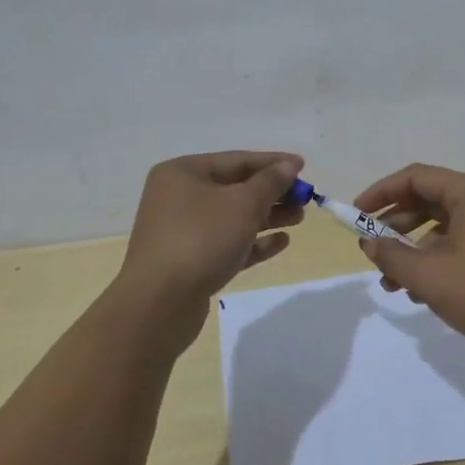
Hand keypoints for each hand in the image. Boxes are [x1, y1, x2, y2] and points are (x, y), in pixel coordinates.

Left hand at [115, 151, 304, 348]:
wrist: (160, 303)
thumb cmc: (202, 238)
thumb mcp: (243, 203)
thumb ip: (270, 182)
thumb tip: (288, 166)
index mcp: (183, 173)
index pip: (236, 160)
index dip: (273, 162)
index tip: (303, 167)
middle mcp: (178, 197)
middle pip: (235, 188)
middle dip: (272, 193)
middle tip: (305, 198)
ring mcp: (181, 231)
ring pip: (232, 217)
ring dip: (267, 216)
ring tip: (299, 218)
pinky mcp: (189, 261)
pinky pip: (227, 243)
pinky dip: (253, 241)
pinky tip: (280, 242)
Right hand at [351, 163, 464, 361]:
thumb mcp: (429, 276)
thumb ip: (392, 256)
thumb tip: (369, 243)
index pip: (415, 177)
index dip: (381, 192)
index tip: (355, 215)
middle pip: (428, 199)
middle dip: (394, 225)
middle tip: (369, 248)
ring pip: (441, 226)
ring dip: (412, 249)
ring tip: (389, 281)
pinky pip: (458, 243)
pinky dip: (434, 259)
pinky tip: (418, 291)